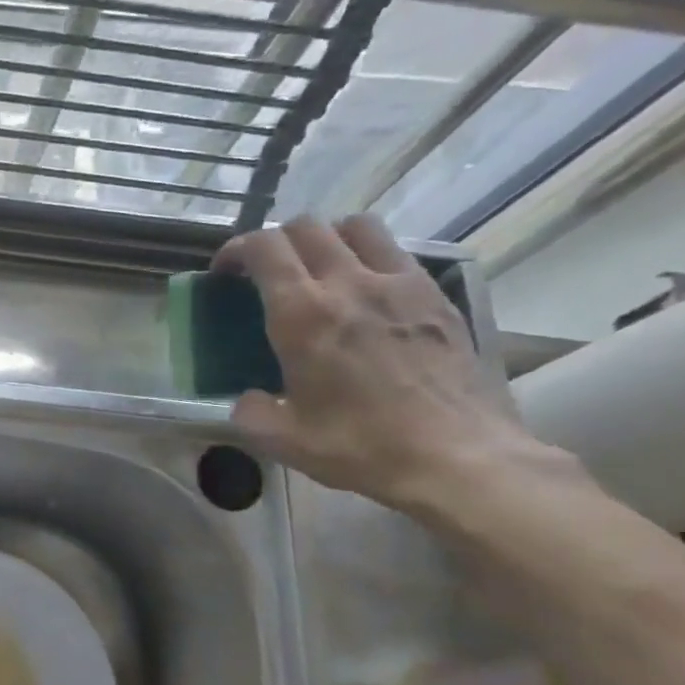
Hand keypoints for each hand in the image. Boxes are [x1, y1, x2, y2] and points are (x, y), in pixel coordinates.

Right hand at [213, 215, 550, 512]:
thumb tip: (247, 397)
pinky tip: (365, 292)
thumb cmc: (361, 446)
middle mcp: (349, 283)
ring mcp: (400, 284)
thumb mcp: (282, 439)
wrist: (458, 458)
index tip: (225, 272)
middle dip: (276, 241)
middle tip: (266, 271)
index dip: (236, 248)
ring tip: (318, 268)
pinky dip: (369, 257)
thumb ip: (249, 410)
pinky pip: (395, 252)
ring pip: (357, 226)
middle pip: (306, 226)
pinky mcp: (436, 296)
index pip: (263, 247)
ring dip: (327, 237)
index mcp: (302, 314)